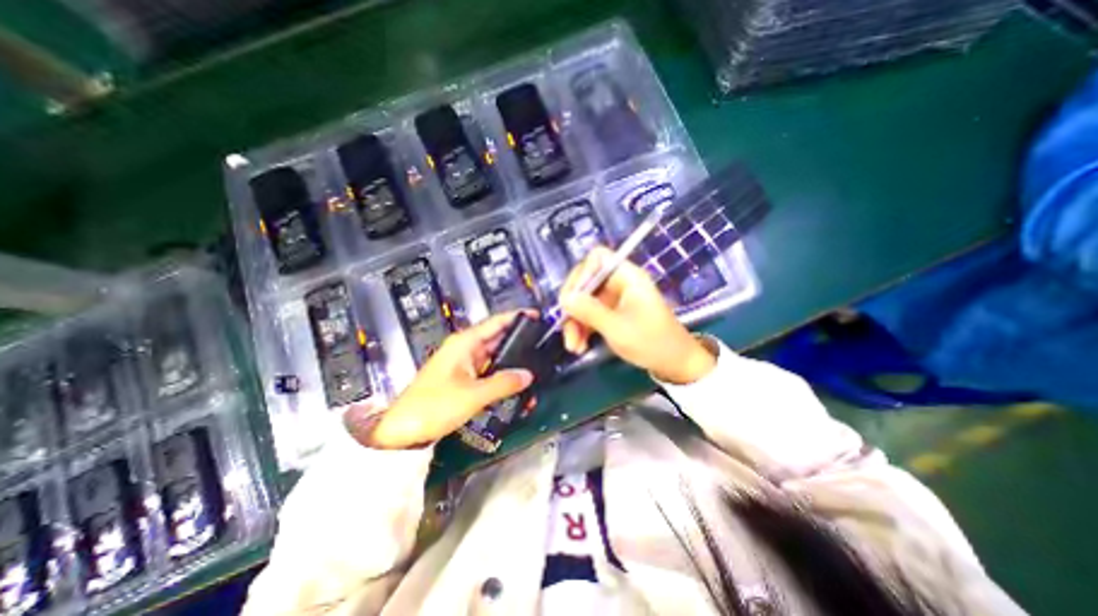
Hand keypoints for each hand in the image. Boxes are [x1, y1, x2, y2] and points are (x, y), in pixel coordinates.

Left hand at [346, 314, 535, 447]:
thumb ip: (503, 382)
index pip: (496, 322)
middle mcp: (466, 349)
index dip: (517, 317)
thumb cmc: (434, 406)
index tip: (538, 316)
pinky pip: (489, 373)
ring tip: (537, 368)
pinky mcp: (464, 379)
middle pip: (498, 339)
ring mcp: (465, 364)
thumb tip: (528, 375)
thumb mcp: (473, 395)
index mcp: (465, 343)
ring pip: (495, 357)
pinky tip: (518, 385)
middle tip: (544, 346)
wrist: (401, 431)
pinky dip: (503, 377)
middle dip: (520, 342)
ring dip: (513, 363)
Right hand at [561, 245, 716, 384]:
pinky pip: (590, 314)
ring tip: (573, 346)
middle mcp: (619, 283)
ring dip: (575, 323)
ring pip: (584, 301)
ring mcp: (615, 299)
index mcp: (627, 277)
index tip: (572, 299)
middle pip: (586, 282)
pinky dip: (582, 328)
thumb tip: (565, 298)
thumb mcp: (617, 328)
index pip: (597, 258)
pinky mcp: (612, 313)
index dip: (582, 273)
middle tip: (565, 327)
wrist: (674, 364)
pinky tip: (579, 346)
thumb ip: (589, 311)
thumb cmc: (652, 342)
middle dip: (574, 306)